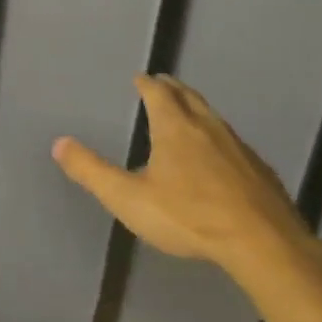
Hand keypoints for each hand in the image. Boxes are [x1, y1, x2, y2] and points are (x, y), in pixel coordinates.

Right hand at [52, 74, 314, 275]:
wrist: (262, 243)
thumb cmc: (188, 216)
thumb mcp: (128, 198)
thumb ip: (92, 171)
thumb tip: (59, 143)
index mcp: (175, 128)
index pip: (158, 93)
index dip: (146, 84)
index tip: (140, 77)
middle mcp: (207, 128)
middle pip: (189, 97)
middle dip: (173, 88)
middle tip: (163, 84)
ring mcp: (238, 147)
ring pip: (213, 118)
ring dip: (197, 110)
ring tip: (188, 114)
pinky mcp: (260, 170)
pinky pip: (233, 143)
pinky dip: (219, 138)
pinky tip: (221, 157)